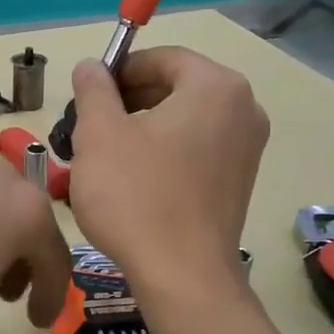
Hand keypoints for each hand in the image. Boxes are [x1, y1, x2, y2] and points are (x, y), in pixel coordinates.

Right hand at [67, 47, 268, 288]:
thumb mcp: (99, 134)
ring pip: (184, 120)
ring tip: (104, 155)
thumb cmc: (135, 196)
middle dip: (129, 101)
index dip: (118, 71)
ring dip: (143, 129)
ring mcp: (247, 149)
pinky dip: (164, 152)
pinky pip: (197, 149)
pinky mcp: (239, 182)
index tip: (86, 96)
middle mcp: (243, 109)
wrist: (181, 275)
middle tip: (89, 127)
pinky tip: (133, 179)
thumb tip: (91, 66)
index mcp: (215, 87)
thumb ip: (94, 90)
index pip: (161, 58)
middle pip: (175, 87)